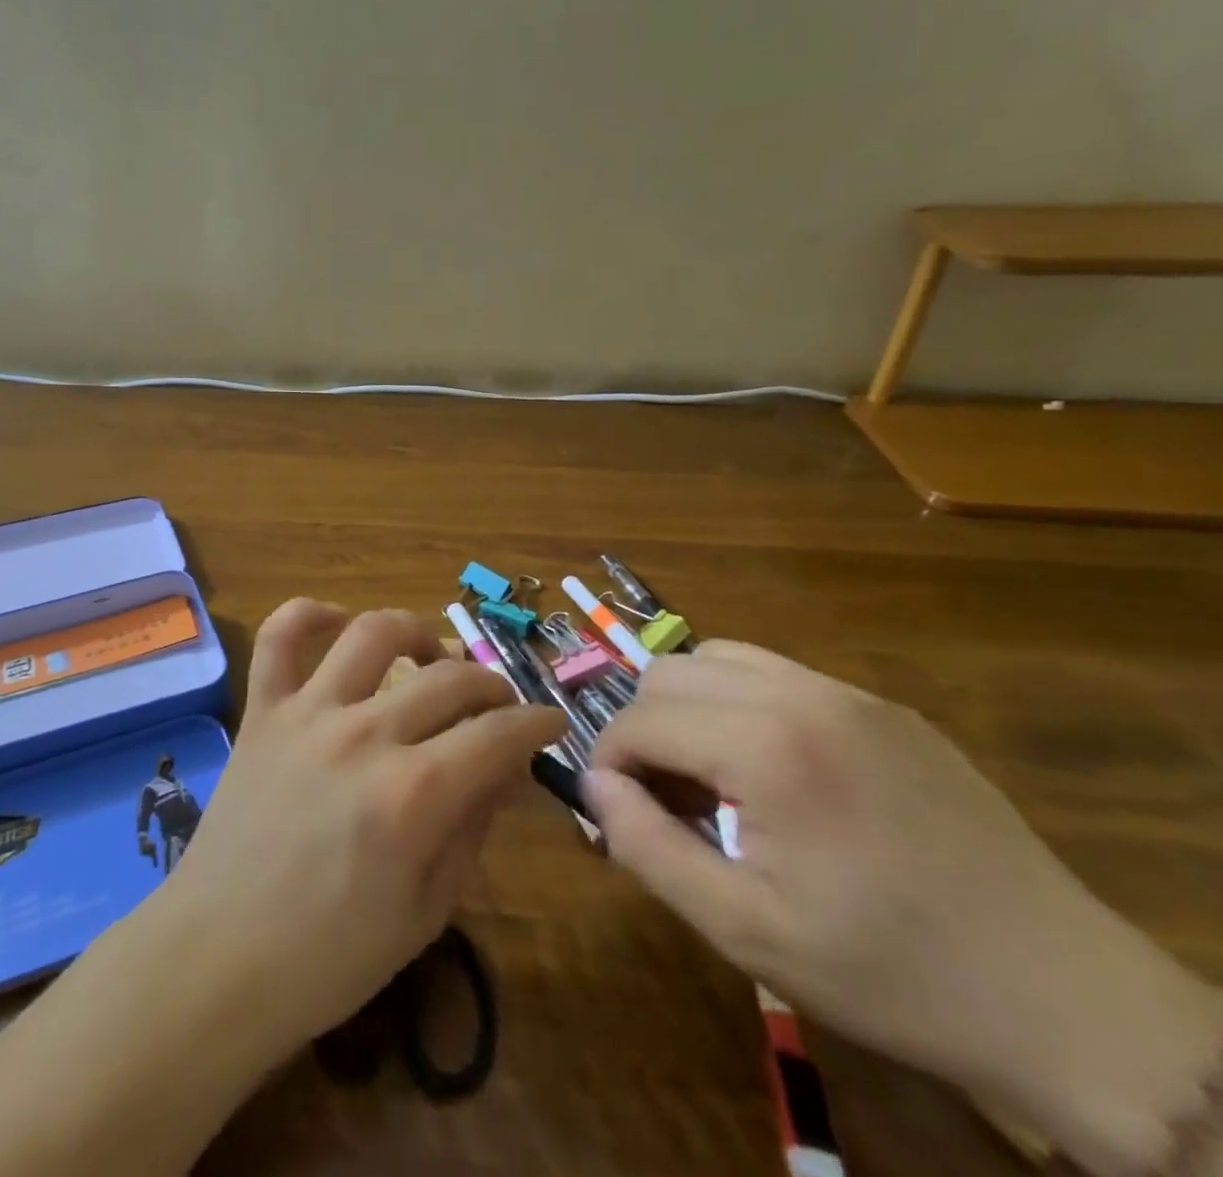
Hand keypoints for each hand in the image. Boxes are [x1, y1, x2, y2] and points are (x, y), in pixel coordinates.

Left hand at [156, 600, 564, 1061]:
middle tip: (496, 707)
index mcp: (413, 795)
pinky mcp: (262, 709)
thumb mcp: (427, 910)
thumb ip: (472, 828)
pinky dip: (309, 614)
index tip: (549, 723)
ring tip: (430, 654)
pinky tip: (336, 621)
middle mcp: (363, 735)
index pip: (497, 735)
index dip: (536, 724)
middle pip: (448, 679)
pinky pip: (280, 637)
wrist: (221, 955)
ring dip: (415, 631)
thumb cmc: (331, 955)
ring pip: (373, 633)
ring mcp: (307, 713)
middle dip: (490, 687)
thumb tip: (505, 768)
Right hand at [588, 641, 1222, 1176]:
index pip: (638, 719)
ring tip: (712, 777)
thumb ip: (646, 846)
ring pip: (717, 658)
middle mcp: (803, 696)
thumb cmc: (891, 974)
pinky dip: (741, 703)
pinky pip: (778, 674)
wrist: (1069, 1005)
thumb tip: (592, 785)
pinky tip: (771, 770)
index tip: (623, 814)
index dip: (610, 764)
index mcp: (768, 747)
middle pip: (667, 674)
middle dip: (644, 730)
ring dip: (688, 707)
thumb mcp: (744, 930)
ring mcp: (851, 695)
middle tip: (668, 799)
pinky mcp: (886, 709)